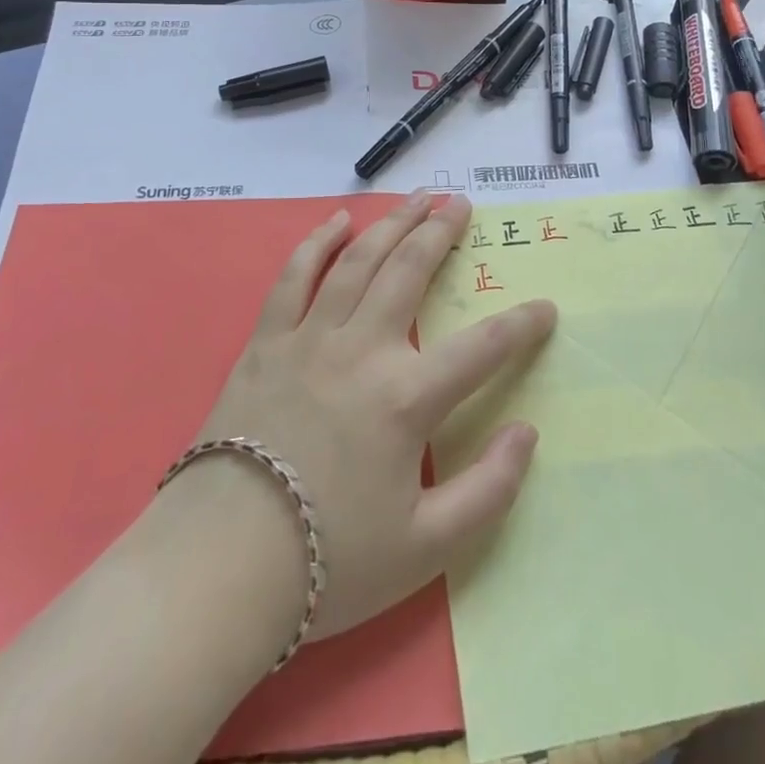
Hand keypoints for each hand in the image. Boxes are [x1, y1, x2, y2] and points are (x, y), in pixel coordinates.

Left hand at [188, 191, 555, 641]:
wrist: (218, 567)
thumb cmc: (328, 560)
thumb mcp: (425, 548)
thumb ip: (488, 492)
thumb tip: (528, 433)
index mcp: (406, 398)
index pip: (482, 348)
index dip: (522, 325)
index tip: (545, 308)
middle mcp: (362, 349)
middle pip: (411, 272)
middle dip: (441, 233)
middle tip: (461, 203)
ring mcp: (310, 338)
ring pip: (359, 261)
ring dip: (393, 223)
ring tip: (418, 198)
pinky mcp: (267, 342)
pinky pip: (295, 276)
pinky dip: (318, 243)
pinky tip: (338, 222)